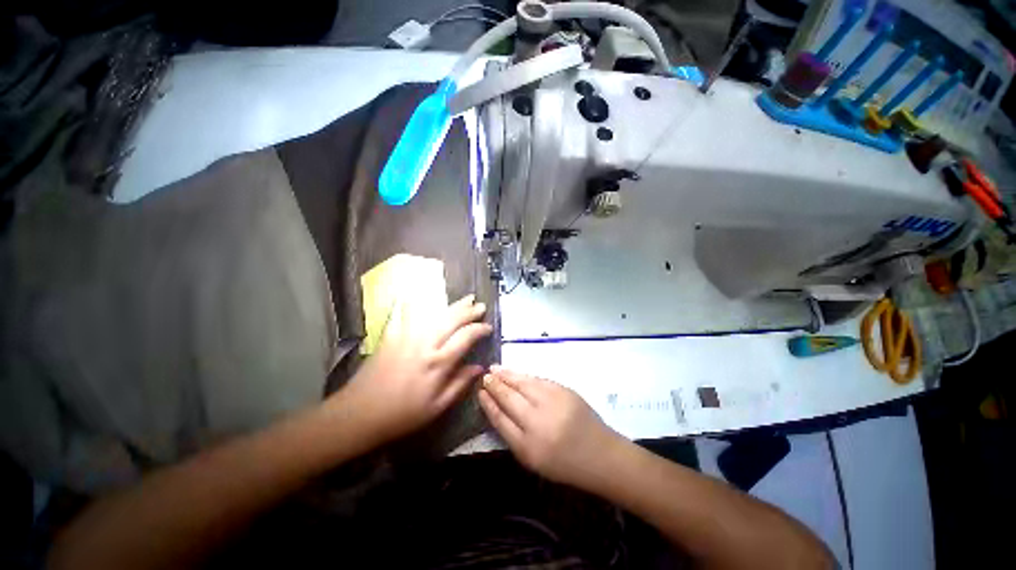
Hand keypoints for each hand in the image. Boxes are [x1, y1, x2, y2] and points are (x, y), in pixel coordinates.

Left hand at [333, 294, 492, 443]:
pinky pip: (404, 313)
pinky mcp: (391, 335)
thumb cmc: (402, 414)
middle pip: (452, 320)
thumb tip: (479, 367)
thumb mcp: (437, 407)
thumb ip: (460, 384)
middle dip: (469, 311)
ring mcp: (406, 336)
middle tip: (480, 306)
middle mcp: (425, 344)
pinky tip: (417, 294)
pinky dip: (411, 303)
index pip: (466, 337)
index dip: (480, 329)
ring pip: (434, 314)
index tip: (488, 327)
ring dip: (452, 305)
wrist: (359, 414)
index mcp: (438, 363)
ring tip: (465, 298)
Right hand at [478, 366, 623, 487]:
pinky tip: (515, 373)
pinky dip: (524, 376)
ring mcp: (552, 403)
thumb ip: (513, 435)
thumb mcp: (533, 459)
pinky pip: (537, 380)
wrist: (600, 454)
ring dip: (507, 375)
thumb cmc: (564, 463)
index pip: (500, 419)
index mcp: (528, 446)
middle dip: (495, 385)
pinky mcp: (563, 391)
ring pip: (523, 384)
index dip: (488, 404)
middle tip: (485, 376)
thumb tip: (497, 409)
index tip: (479, 392)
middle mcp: (538, 422)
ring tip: (495, 369)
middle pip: (509, 398)